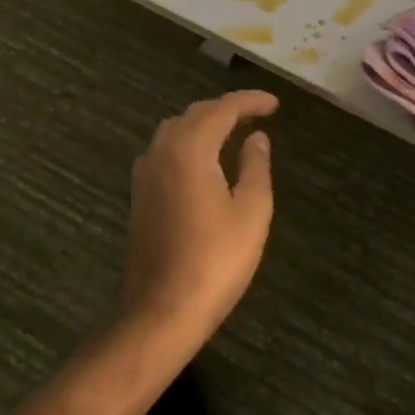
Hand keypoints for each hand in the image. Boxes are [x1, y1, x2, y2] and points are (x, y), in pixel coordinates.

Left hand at [122, 91, 277, 342]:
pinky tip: (204, 160)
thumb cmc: (214, 260)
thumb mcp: (252, 211)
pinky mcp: (139, 195)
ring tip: (233, 132)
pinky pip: (165, 150)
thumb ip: (256, 166)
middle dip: (227, 109)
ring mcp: (145, 173)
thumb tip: (256, 137)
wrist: (160, 313)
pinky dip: (188, 142)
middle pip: (196, 114)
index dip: (251, 101)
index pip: (223, 108)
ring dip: (205, 123)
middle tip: (257, 115)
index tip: (275, 105)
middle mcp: (162, 151)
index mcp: (190, 148)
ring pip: (176, 130)